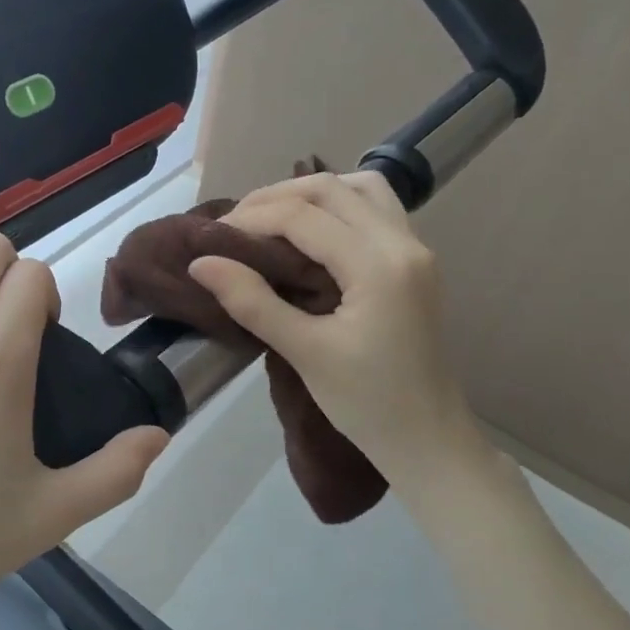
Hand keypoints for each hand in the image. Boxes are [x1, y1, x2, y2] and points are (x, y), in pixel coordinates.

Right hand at [187, 172, 488, 475]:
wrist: (428, 441)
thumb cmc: (367, 403)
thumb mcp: (304, 353)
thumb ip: (252, 301)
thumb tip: (201, 262)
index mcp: (378, 265)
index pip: (304, 216)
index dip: (252, 218)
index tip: (213, 238)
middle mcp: (403, 243)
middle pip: (331, 188)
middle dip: (276, 197)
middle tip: (235, 226)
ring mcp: (415, 249)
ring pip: (359, 188)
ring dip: (311, 193)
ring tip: (272, 219)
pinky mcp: (414, 262)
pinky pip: (375, 208)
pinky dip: (338, 205)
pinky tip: (312, 232)